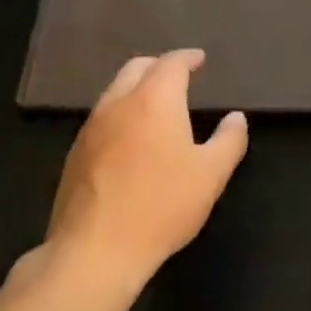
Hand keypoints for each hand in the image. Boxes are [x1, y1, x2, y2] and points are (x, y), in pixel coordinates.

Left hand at [45, 50, 246, 290]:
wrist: (93, 252)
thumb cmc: (161, 206)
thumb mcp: (210, 175)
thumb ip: (229, 141)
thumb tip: (236, 118)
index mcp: (154, 100)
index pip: (171, 63)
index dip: (187, 58)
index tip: (199, 60)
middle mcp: (118, 103)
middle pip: (137, 68)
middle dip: (159, 66)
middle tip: (178, 77)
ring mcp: (91, 128)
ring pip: (114, 91)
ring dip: (136, 89)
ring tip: (155, 105)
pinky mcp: (74, 154)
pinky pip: (101, 118)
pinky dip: (120, 114)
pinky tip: (130, 138)